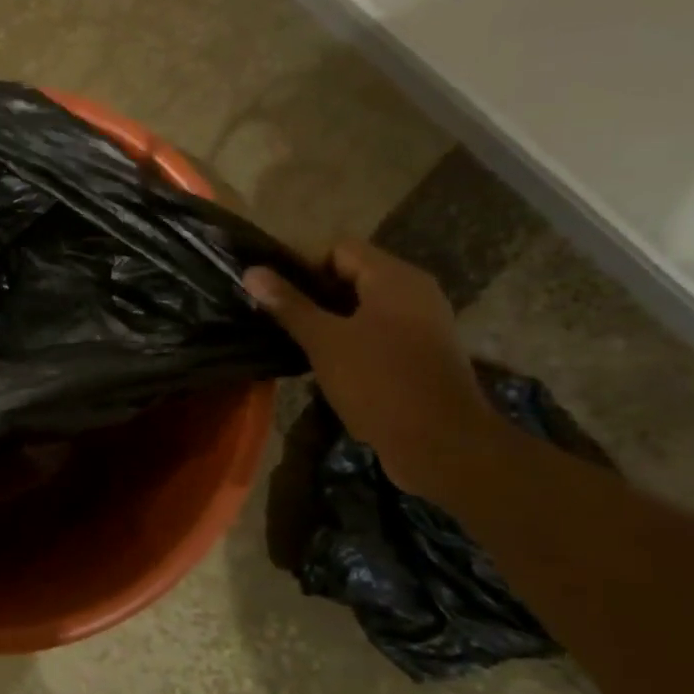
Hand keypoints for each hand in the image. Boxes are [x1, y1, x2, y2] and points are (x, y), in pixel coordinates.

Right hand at [245, 239, 498, 500]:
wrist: (441, 444)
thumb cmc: (379, 382)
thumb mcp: (324, 341)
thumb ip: (289, 304)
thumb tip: (252, 272)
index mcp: (394, 278)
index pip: (339, 249)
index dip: (301, 264)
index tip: (271, 292)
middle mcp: (414, 291)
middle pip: (353, 275)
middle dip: (312, 293)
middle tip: (276, 316)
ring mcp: (422, 323)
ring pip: (364, 306)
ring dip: (329, 318)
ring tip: (294, 339)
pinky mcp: (422, 353)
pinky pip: (379, 331)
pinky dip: (351, 338)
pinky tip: (324, 362)